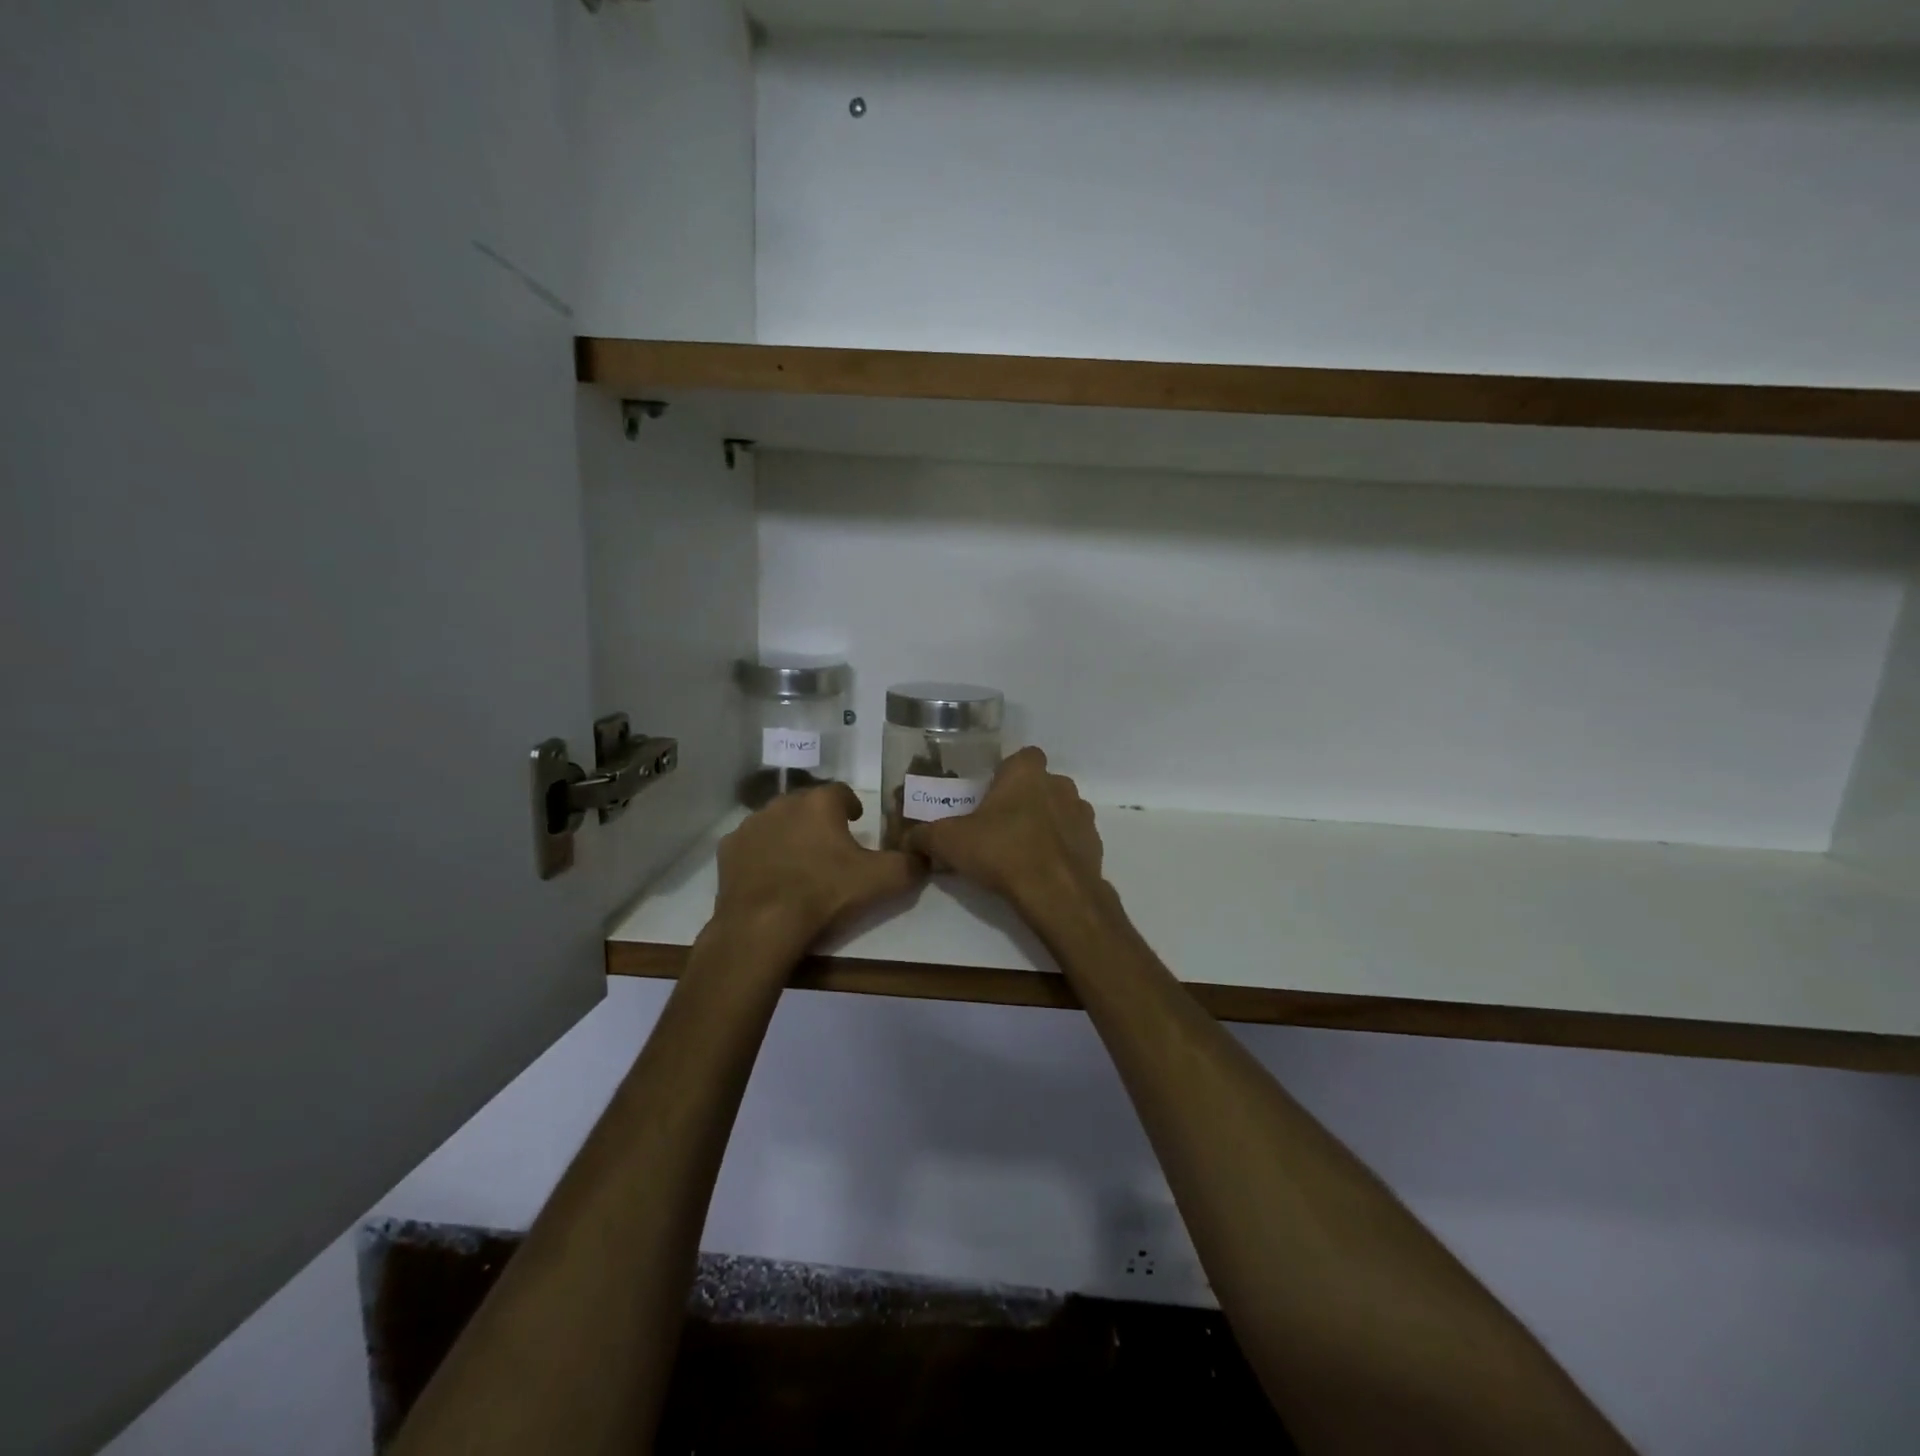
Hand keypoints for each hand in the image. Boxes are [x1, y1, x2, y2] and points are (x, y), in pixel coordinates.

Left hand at [714, 782, 923, 952]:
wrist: (762, 925)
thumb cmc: (824, 894)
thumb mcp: (880, 881)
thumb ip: (909, 865)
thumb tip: (924, 857)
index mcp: (820, 803)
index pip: (842, 793)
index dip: (852, 806)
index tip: (857, 823)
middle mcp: (784, 803)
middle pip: (808, 805)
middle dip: (820, 820)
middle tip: (831, 847)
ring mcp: (752, 824)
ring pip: (778, 822)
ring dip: (790, 834)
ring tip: (800, 863)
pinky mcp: (729, 849)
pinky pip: (752, 845)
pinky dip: (762, 854)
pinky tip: (771, 877)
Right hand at [903, 747, 1107, 927]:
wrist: (1057, 893)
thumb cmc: (1002, 851)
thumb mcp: (949, 842)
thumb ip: (925, 836)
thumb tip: (906, 840)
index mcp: (1027, 772)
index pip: (1022, 756)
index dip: (1006, 773)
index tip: (989, 794)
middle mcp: (1060, 785)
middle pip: (1039, 784)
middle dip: (1023, 800)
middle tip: (997, 825)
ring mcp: (1082, 814)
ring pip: (1058, 811)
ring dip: (1043, 824)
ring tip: (1019, 851)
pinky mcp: (1094, 844)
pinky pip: (1071, 840)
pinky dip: (1059, 849)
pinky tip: (1039, 870)